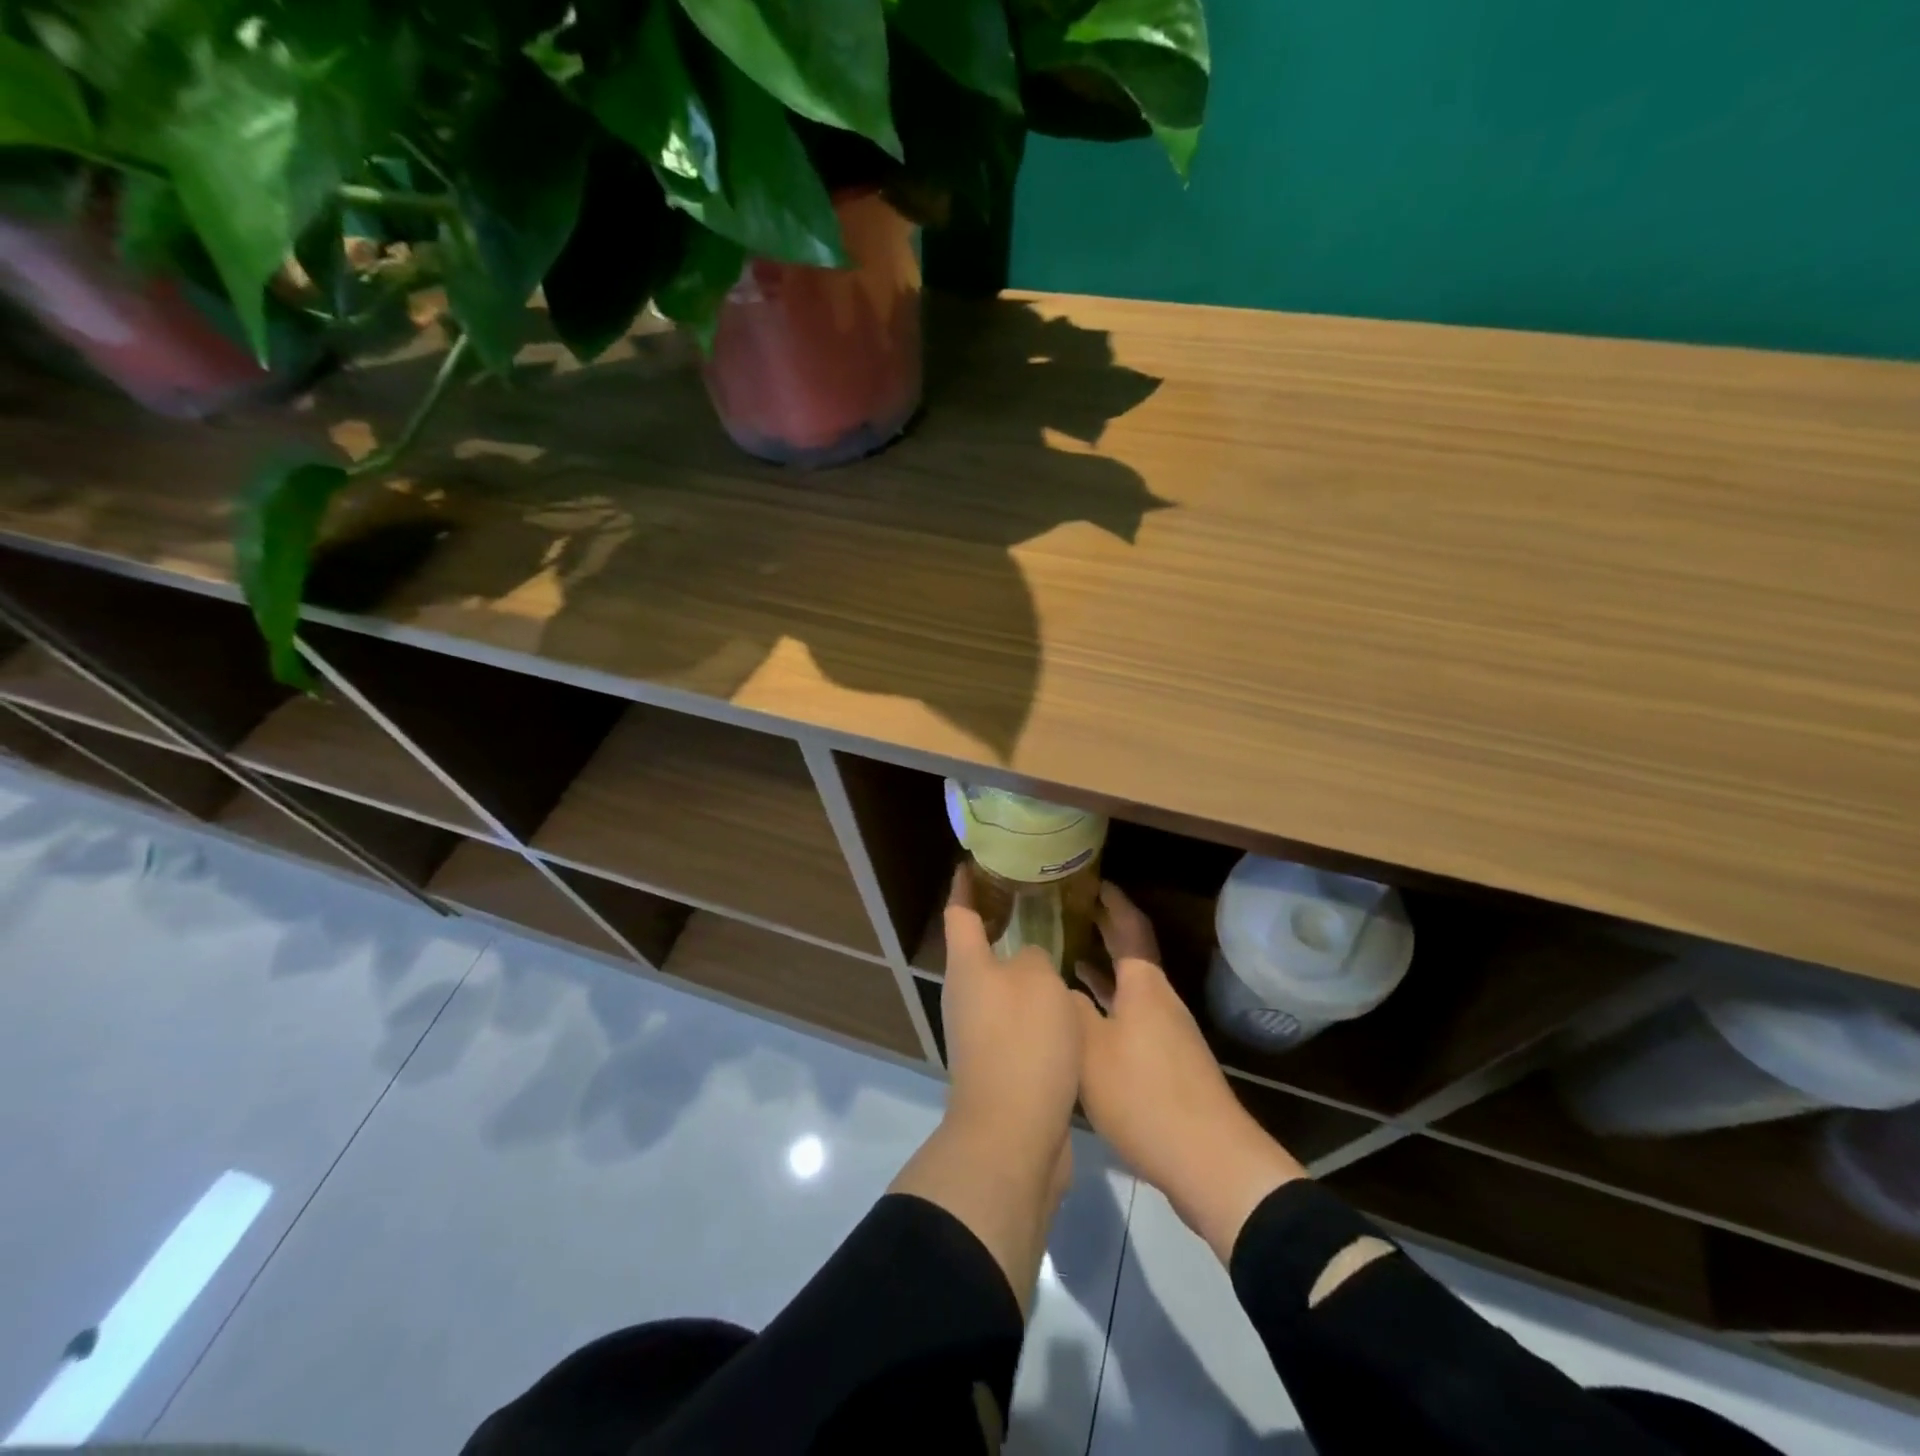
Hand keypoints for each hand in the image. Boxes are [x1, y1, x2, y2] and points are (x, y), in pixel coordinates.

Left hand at [941, 866, 1084, 1158]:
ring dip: (1021, 964)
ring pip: (999, 984)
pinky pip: (1015, 1017)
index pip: (959, 911)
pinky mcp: (999, 1062)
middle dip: (999, 922)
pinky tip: (1063, 997)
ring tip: (1055, 943)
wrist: (1013, 1133)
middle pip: (976, 948)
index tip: (972, 861)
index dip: (965, 884)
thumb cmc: (1023, 1042)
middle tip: (1032, 898)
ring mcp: (978, 1031)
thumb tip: (1028, 962)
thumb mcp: (1039, 981)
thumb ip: (1035, 957)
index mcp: (967, 966)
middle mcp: (965, 994)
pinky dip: (1034, 1001)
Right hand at [1076, 883, 1305, 1261]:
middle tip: (1073, 911)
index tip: (1093, 881)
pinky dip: (1109, 1005)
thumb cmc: (1144, 1094)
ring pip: (1130, 989)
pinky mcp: (1168, 1065)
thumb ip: (1070, 1010)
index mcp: (1144, 986)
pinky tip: (1088, 1021)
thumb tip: (1059, 986)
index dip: (1113, 902)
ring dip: (1104, 970)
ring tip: (1069, 957)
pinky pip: (1132, 1017)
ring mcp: (1167, 1034)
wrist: (1208, 1162)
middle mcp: (1160, 1001)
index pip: (1130, 928)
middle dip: (1106, 931)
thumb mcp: (1091, 1048)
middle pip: (1132, 955)